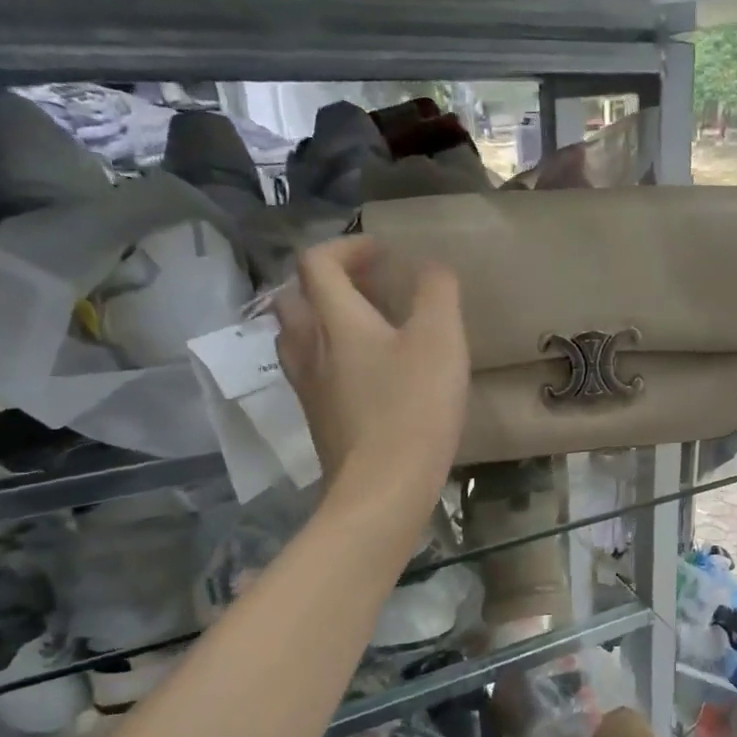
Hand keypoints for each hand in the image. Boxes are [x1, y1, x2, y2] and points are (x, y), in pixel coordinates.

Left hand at [275, 237, 467, 522]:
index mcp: (334, 319)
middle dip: (327, 283)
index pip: (318, 262)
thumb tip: (431, 266)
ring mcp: (307, 388)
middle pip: (296, 298)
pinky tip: (365, 377)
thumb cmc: (413, 408)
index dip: (347, 247)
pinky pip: (312, 374)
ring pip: (298, 339)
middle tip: (366, 288)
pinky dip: (331, 359)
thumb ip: (437, 292)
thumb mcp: (440, 340)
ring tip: (362, 330)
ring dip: (323, 321)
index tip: (382, 253)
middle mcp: (308, 347)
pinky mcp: (319, 421)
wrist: (383, 488)